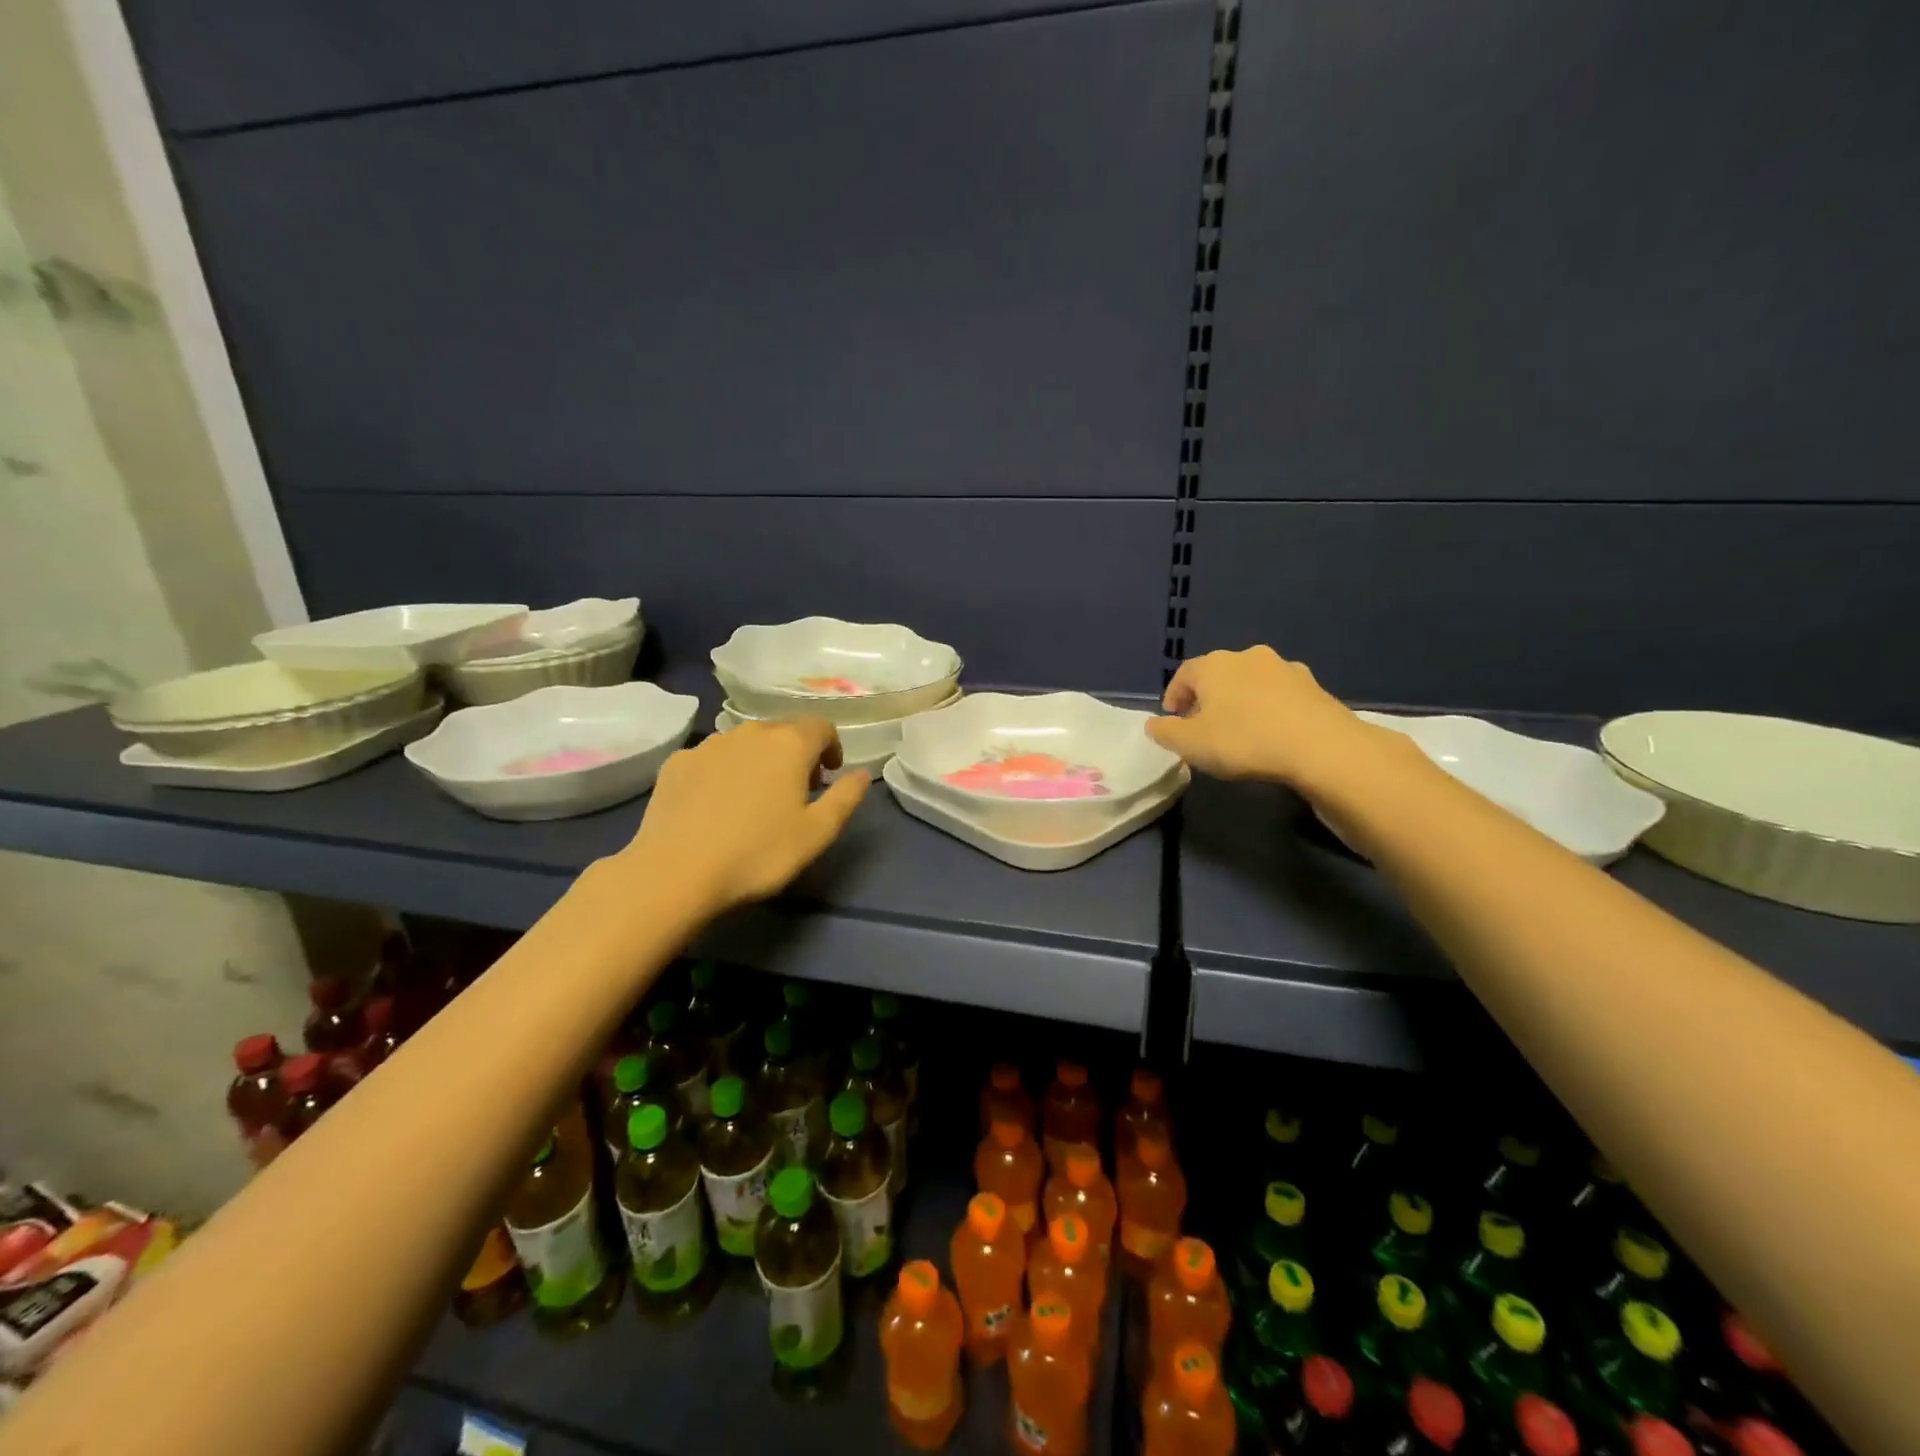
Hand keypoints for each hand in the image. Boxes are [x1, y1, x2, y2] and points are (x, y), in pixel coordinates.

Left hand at [624, 719, 869, 913]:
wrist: (675, 871)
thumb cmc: (758, 853)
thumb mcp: (817, 833)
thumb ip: (846, 798)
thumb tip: (862, 773)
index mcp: (789, 744)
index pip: (821, 727)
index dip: (831, 748)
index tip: (829, 776)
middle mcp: (750, 732)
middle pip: (783, 732)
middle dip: (797, 754)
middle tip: (797, 791)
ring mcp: (709, 744)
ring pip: (746, 743)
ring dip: (760, 761)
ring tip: (756, 798)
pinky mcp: (677, 762)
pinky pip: (711, 758)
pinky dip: (724, 771)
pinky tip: (717, 805)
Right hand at [1146, 645, 1380, 788]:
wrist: (1320, 746)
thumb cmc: (1243, 740)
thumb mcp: (1190, 744)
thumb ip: (1165, 733)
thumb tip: (1154, 724)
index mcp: (1212, 665)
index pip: (1183, 675)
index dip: (1174, 696)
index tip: (1173, 720)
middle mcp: (1247, 656)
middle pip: (1217, 675)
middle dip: (1207, 698)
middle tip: (1203, 726)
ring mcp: (1284, 668)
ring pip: (1250, 682)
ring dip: (1240, 701)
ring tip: (1239, 729)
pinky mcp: (1313, 685)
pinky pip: (1279, 695)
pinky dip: (1268, 708)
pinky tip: (1271, 732)